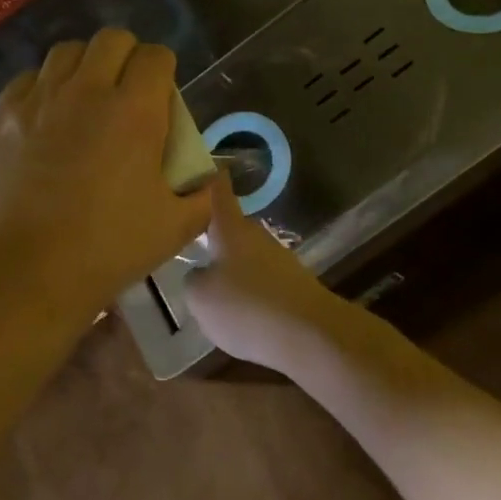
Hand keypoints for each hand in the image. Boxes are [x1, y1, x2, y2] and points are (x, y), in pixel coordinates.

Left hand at [0, 30, 212, 318]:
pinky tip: (46, 117)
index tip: (162, 96)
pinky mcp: (2, 115)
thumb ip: (201, 194)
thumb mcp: (175, 227)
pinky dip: (44, 87)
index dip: (164, 70)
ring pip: (67, 51)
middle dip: (127, 56)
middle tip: (127, 91)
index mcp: (134, 110)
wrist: (26, 273)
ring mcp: (39, 99)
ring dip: (85, 66)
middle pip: (112, 39)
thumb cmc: (107, 249)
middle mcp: (86, 90)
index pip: (156, 56)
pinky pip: (28, 79)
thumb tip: (208, 177)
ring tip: (85, 98)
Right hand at [185, 172, 344, 366]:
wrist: (308, 334)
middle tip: (192, 245)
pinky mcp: (293, 284)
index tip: (199, 166)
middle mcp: (256, 235)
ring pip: (247, 255)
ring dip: (232, 267)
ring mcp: (279, 258)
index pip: (218, 191)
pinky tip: (242, 314)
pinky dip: (250, 291)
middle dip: (214, 235)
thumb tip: (200, 274)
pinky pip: (262, 280)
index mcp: (230, 228)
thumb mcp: (200, 296)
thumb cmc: (245, 306)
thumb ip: (193, 279)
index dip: (207, 178)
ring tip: (213, 289)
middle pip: (231, 227)